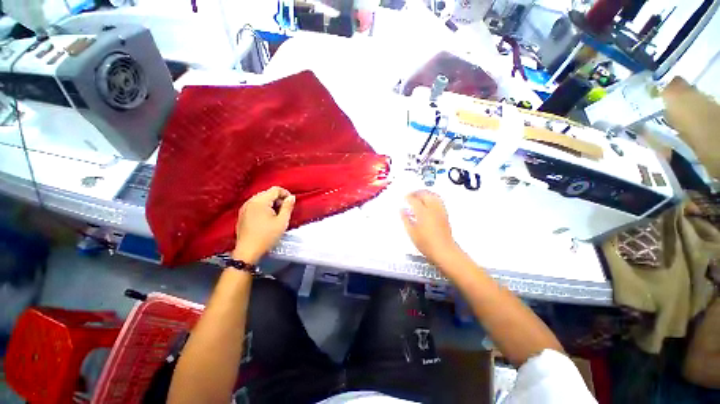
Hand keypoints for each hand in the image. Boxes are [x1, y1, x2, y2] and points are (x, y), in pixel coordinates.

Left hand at [233, 186, 294, 264]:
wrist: (248, 251)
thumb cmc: (267, 236)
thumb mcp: (282, 222)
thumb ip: (288, 207)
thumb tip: (291, 197)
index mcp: (260, 201)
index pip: (275, 189)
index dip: (286, 194)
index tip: (291, 203)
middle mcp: (250, 201)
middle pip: (267, 193)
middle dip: (278, 199)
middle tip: (284, 211)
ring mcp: (244, 208)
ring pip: (261, 199)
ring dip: (271, 203)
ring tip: (276, 215)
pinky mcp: (242, 214)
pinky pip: (255, 205)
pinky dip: (263, 208)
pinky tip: (266, 219)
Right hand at [400, 190, 459, 264]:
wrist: (444, 250)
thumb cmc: (425, 243)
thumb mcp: (411, 232)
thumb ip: (405, 219)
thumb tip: (401, 209)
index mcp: (422, 212)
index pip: (414, 200)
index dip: (408, 197)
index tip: (404, 198)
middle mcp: (432, 209)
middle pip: (425, 194)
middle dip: (417, 192)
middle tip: (411, 195)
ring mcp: (440, 210)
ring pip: (433, 195)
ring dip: (425, 193)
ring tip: (419, 195)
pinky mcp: (445, 214)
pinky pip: (438, 200)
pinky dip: (432, 197)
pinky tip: (429, 201)